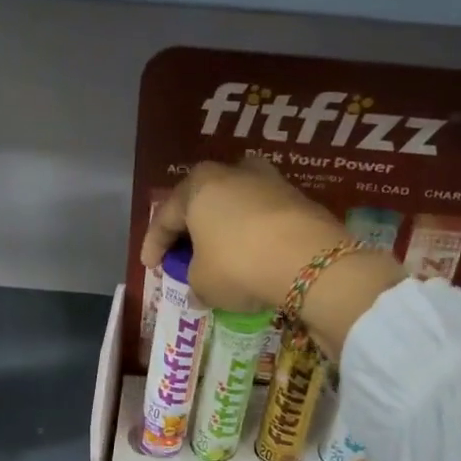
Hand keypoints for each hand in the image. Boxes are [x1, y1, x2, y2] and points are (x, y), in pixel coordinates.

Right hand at [142, 156, 348, 312]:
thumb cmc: (239, 264)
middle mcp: (231, 173)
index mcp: (198, 185)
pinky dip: (252, 234)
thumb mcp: (203, 282)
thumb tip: (199, 287)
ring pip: (234, 206)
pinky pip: (262, 217)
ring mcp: (268, 181)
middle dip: (190, 231)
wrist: (310, 260)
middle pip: (201, 203)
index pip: (165, 217)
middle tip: (182, 256)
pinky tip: (252, 255)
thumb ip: (194, 280)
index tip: (150, 267)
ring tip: (220, 253)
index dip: (153, 244)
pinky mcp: (298, 197)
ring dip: (224, 229)